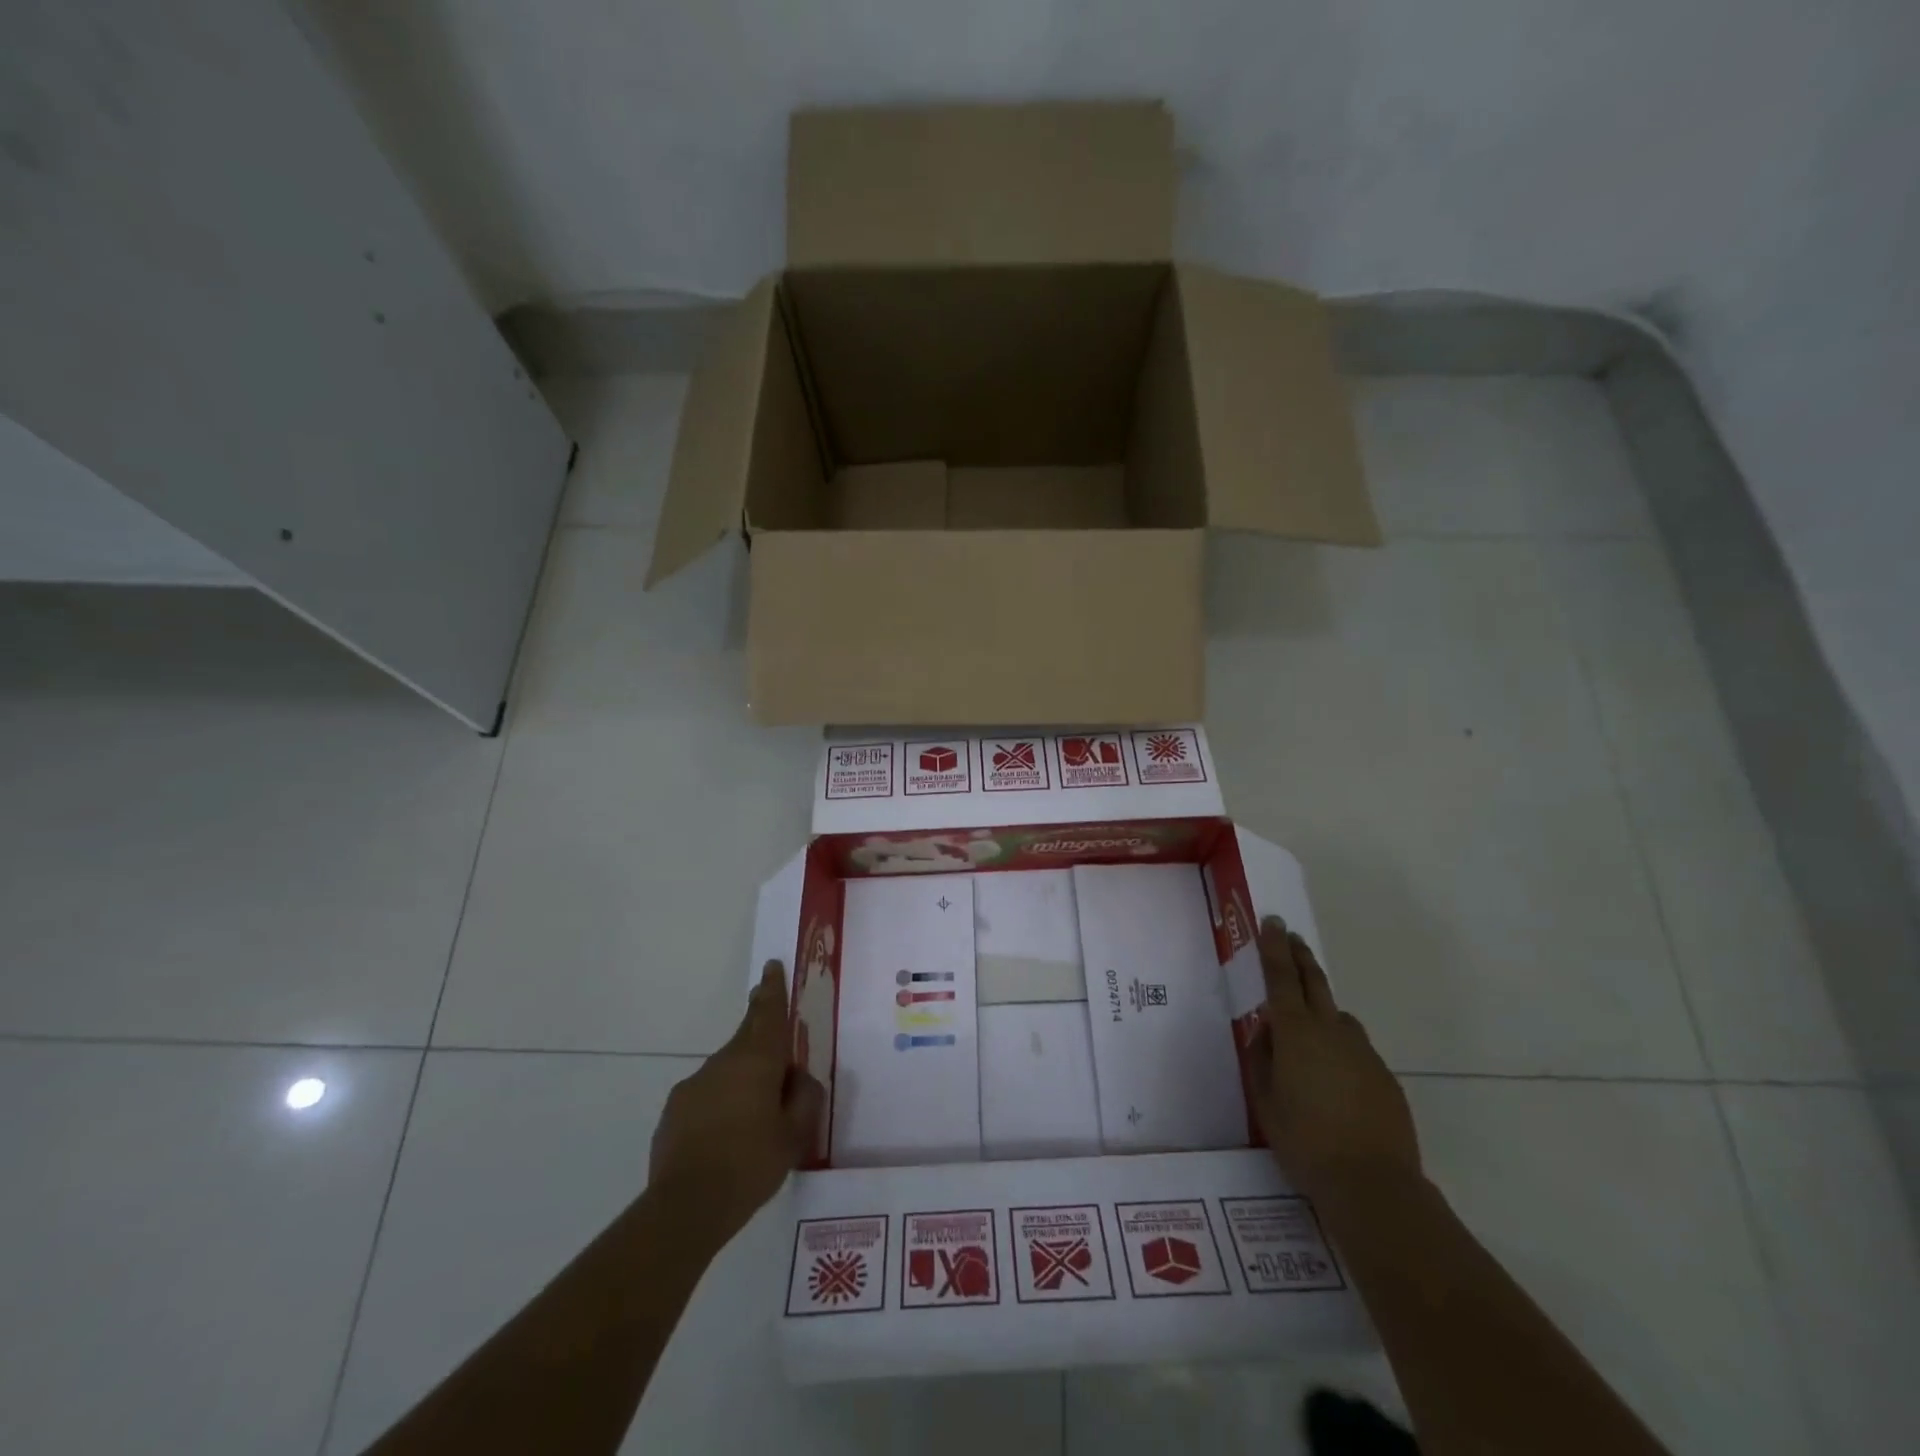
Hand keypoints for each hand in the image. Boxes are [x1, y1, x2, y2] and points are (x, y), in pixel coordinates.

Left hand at [648, 960, 824, 1249]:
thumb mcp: (795, 1135)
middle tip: (768, 1022)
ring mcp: (694, 1085)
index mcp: (757, 1061)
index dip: (772, 989)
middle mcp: (723, 1062)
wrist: (685, 1207)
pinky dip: (720, 1104)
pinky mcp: (674, 1110)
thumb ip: (805, 1098)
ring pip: (727, 1069)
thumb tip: (799, 1077)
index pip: (768, 1013)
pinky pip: (706, 1095)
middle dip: (759, 1025)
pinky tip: (725, 1137)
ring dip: (742, 1078)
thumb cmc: (750, 1165)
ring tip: (754, 1115)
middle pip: (746, 1035)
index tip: (771, 967)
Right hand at [1248, 917, 1421, 1204]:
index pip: (1282, 977)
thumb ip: (1261, 1058)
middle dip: (1300, 956)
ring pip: (1339, 1016)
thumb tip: (1267, 1031)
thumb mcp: (1264, 1099)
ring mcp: (1363, 1052)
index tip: (1272, 922)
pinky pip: (1356, 1049)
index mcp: (1296, 1032)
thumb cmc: (1304, 1140)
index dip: (1275, 948)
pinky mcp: (1384, 1076)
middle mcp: (1331, 1030)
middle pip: (1315, 982)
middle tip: (1291, 936)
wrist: (1373, 1184)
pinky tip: (1334, 1078)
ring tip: (1308, 1025)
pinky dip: (1341, 1047)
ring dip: (1323, 1007)